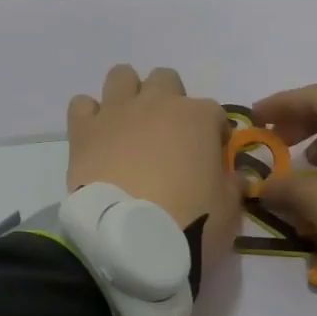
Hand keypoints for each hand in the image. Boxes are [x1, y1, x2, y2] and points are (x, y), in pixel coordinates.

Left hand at [67, 65, 241, 266]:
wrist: (132, 239)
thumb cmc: (191, 221)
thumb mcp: (229, 209)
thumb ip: (232, 185)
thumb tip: (235, 177)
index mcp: (199, 117)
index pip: (214, 113)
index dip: (213, 135)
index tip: (209, 160)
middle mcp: (157, 103)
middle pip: (165, 80)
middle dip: (168, 101)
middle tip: (166, 138)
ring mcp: (117, 112)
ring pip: (121, 76)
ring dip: (127, 95)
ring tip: (128, 128)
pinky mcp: (84, 130)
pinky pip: (82, 104)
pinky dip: (89, 116)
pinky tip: (96, 138)